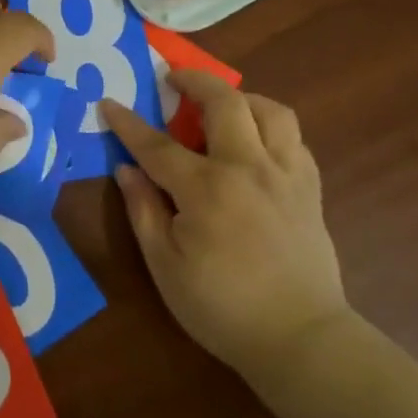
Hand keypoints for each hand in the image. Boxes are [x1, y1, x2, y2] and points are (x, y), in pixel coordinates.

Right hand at [102, 72, 345, 374]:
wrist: (300, 339)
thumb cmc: (222, 307)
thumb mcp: (165, 265)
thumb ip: (143, 210)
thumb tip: (127, 170)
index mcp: (206, 189)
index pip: (157, 145)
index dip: (128, 123)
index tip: (108, 103)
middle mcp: (248, 168)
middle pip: (225, 103)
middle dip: (195, 81)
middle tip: (174, 79)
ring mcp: (285, 175)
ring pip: (270, 111)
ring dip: (241, 97)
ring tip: (222, 105)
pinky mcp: (310, 189)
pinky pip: (293, 139)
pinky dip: (270, 128)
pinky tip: (256, 143)